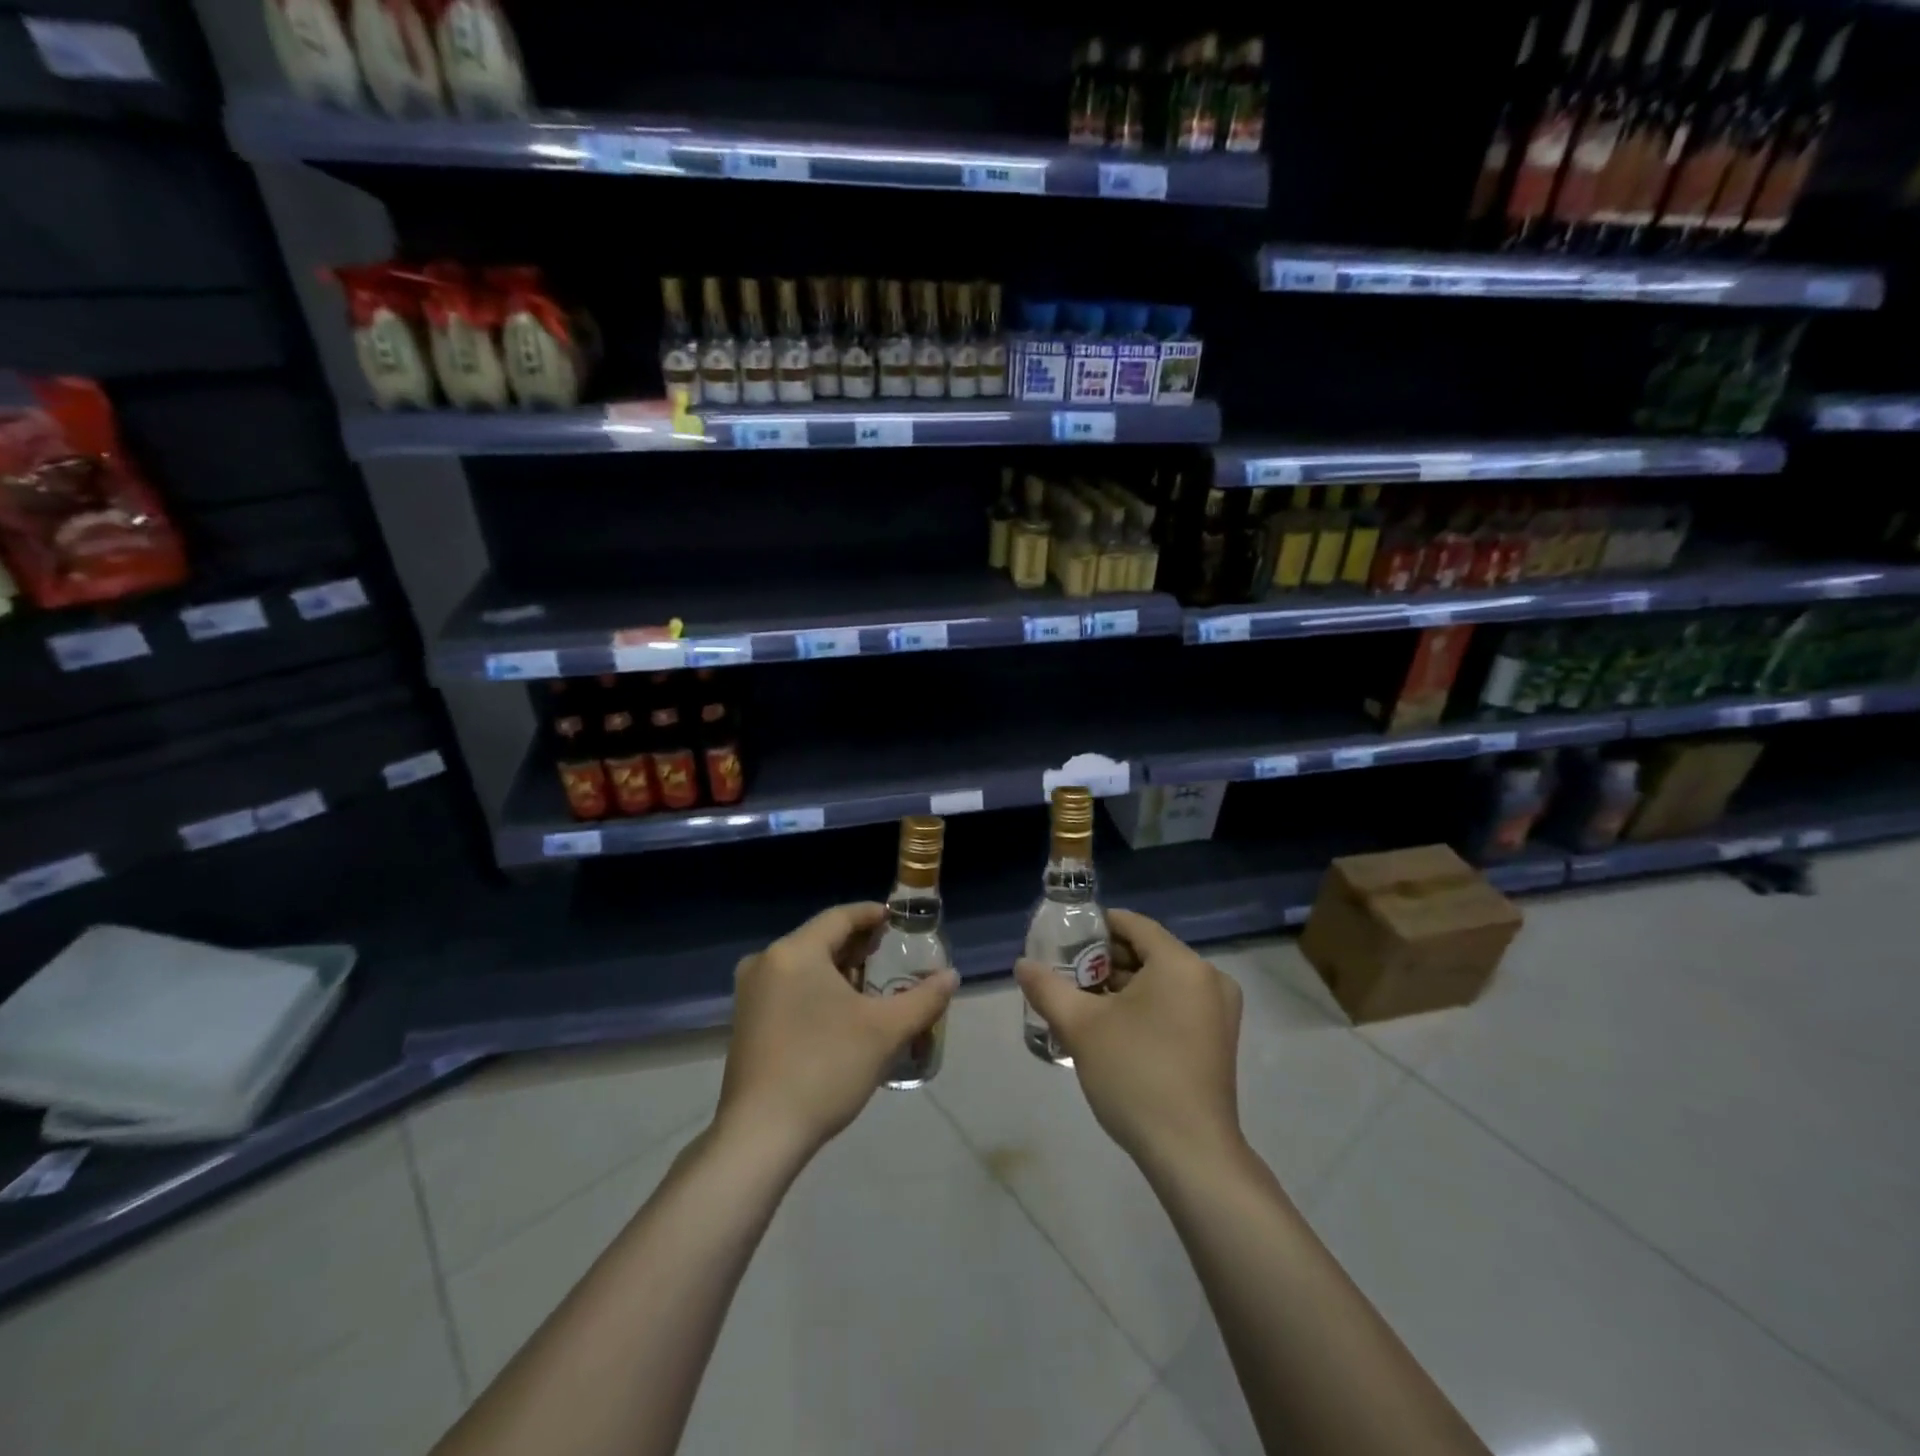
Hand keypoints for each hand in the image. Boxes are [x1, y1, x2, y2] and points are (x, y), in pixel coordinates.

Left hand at [717, 902, 958, 1165]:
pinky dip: (817, 989)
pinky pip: (788, 988)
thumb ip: (923, 998)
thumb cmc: (825, 1068)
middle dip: (858, 946)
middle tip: (890, 954)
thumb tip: (951, 976)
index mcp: (794, 952)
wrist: (760, 1134)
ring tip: (873, 985)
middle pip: (820, 939)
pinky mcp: (746, 1021)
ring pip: (803, 966)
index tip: (898, 920)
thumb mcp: (885, 1031)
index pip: (840, 917)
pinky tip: (841, 1013)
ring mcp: (750, 993)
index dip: (872, 915)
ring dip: (839, 970)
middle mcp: (765, 962)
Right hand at [1016, 908, 1244, 1175]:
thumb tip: (1022, 964)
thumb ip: (1048, 988)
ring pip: (1161, 980)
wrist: (1191, 1154)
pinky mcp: (1218, 1039)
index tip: (1063, 941)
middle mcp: (1208, 978)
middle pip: (1148, 952)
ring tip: (1081, 1001)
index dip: (1095, 927)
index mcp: (1182, 964)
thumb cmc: (1136, 1075)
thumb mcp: (1081, 1027)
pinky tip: (1112, 1027)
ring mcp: (1219, 1011)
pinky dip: (1145, 1006)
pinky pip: (1176, 1003)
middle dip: (1105, 960)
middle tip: (1066, 974)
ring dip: (1123, 986)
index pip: (1133, 924)